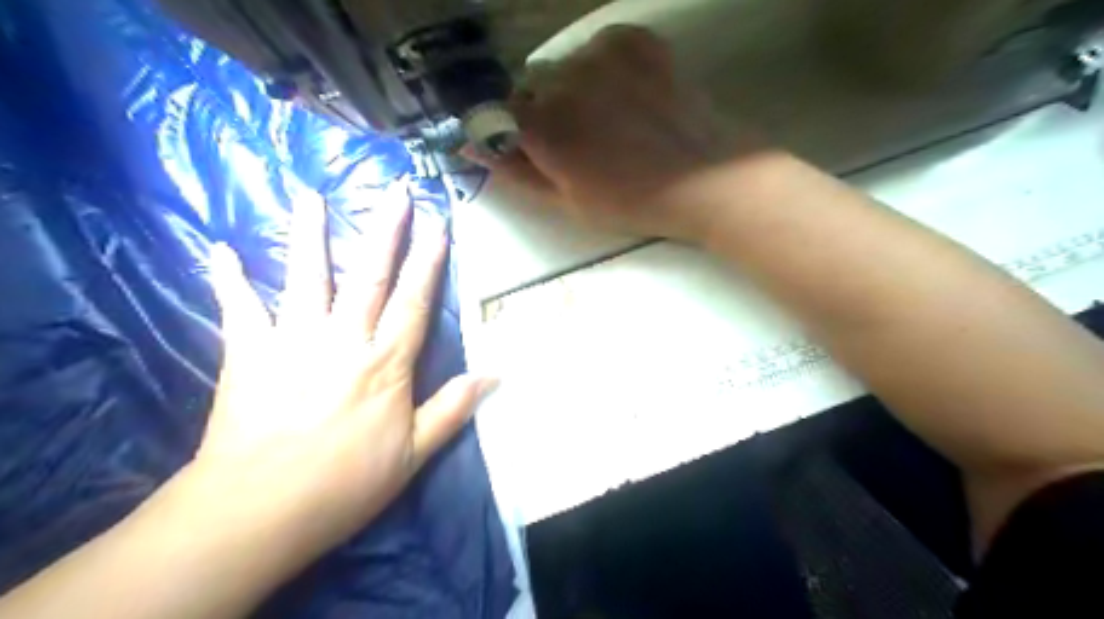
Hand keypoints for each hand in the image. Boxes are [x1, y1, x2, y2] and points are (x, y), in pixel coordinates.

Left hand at [164, 187, 492, 576]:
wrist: (259, 510)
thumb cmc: (345, 483)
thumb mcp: (414, 454)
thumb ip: (453, 408)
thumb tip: (495, 374)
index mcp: (385, 363)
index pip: (414, 301)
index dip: (429, 262)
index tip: (438, 225)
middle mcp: (343, 339)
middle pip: (369, 276)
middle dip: (385, 231)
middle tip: (395, 191)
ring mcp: (292, 341)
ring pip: (306, 278)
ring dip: (310, 235)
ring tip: (311, 196)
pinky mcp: (248, 354)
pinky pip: (238, 309)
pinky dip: (228, 278)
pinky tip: (219, 248)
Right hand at [492, 24, 770, 244]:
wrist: (704, 178)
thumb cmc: (632, 202)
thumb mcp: (567, 202)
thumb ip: (516, 173)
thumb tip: (471, 147)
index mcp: (544, 128)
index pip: (495, 114)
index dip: (509, 133)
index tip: (527, 148)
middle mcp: (563, 81)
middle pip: (530, 89)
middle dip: (542, 113)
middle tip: (578, 142)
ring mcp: (600, 55)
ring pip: (563, 67)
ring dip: (572, 89)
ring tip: (608, 119)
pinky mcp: (634, 41)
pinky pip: (598, 48)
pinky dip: (602, 68)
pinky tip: (626, 95)